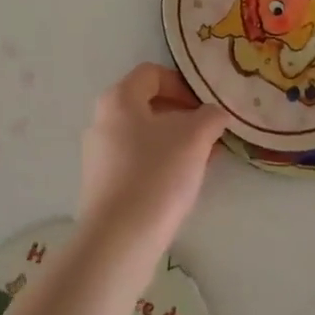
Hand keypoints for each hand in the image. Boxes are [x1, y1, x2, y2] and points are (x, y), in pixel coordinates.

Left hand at [79, 64, 228, 250]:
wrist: (119, 240)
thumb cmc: (156, 175)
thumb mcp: (195, 138)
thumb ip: (210, 117)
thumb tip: (215, 113)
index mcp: (119, 99)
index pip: (152, 74)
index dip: (182, 84)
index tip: (205, 107)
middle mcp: (102, 120)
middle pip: (147, 105)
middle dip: (182, 116)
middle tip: (209, 134)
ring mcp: (98, 155)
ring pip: (144, 136)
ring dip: (174, 142)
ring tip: (202, 161)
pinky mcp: (102, 185)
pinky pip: (136, 162)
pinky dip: (160, 164)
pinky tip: (181, 184)